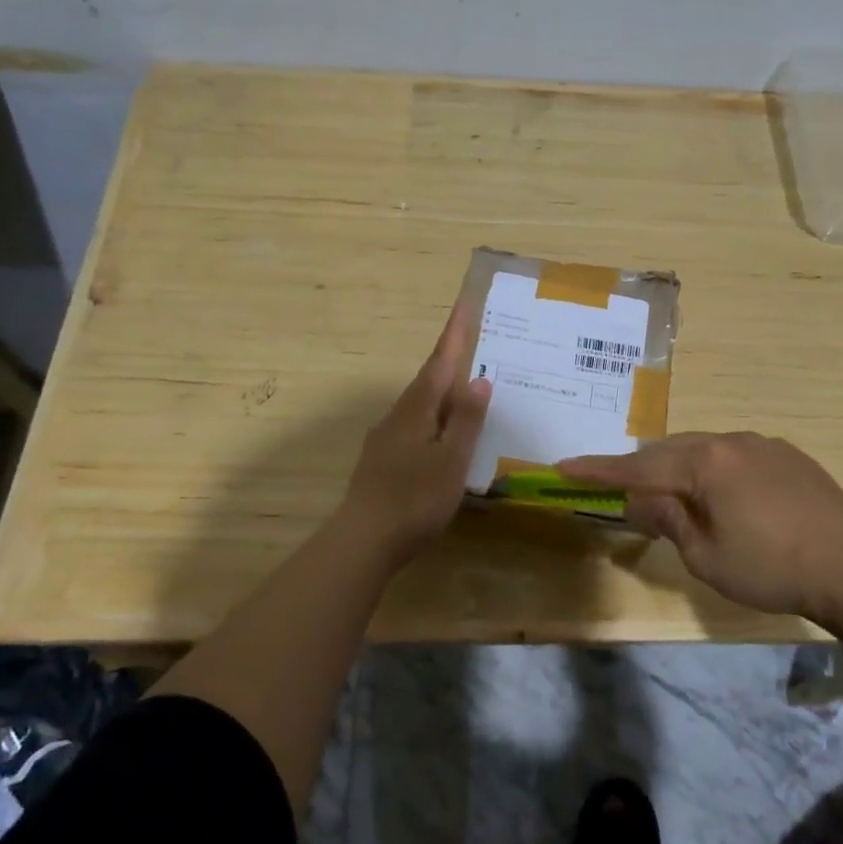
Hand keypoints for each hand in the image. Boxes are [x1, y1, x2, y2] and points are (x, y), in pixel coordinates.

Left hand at [339, 300, 492, 564]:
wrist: (363, 540)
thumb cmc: (415, 499)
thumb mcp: (451, 460)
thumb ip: (466, 420)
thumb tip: (479, 378)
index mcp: (418, 409)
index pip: (440, 362)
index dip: (455, 334)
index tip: (464, 303)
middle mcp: (399, 415)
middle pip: (428, 378)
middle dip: (449, 357)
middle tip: (472, 340)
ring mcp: (387, 436)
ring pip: (420, 402)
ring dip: (441, 387)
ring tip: (465, 384)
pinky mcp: (383, 458)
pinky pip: (415, 423)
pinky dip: (433, 415)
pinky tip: (442, 431)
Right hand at [558, 432, 842, 617]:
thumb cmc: (772, 568)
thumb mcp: (707, 556)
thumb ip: (668, 521)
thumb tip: (638, 502)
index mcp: (706, 462)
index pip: (638, 466)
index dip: (598, 470)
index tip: (563, 467)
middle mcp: (731, 441)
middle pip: (670, 449)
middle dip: (641, 468)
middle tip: (617, 487)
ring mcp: (763, 444)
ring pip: (704, 449)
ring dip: (679, 468)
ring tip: (668, 493)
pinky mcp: (789, 456)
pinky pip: (734, 454)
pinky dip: (713, 470)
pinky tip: (721, 494)